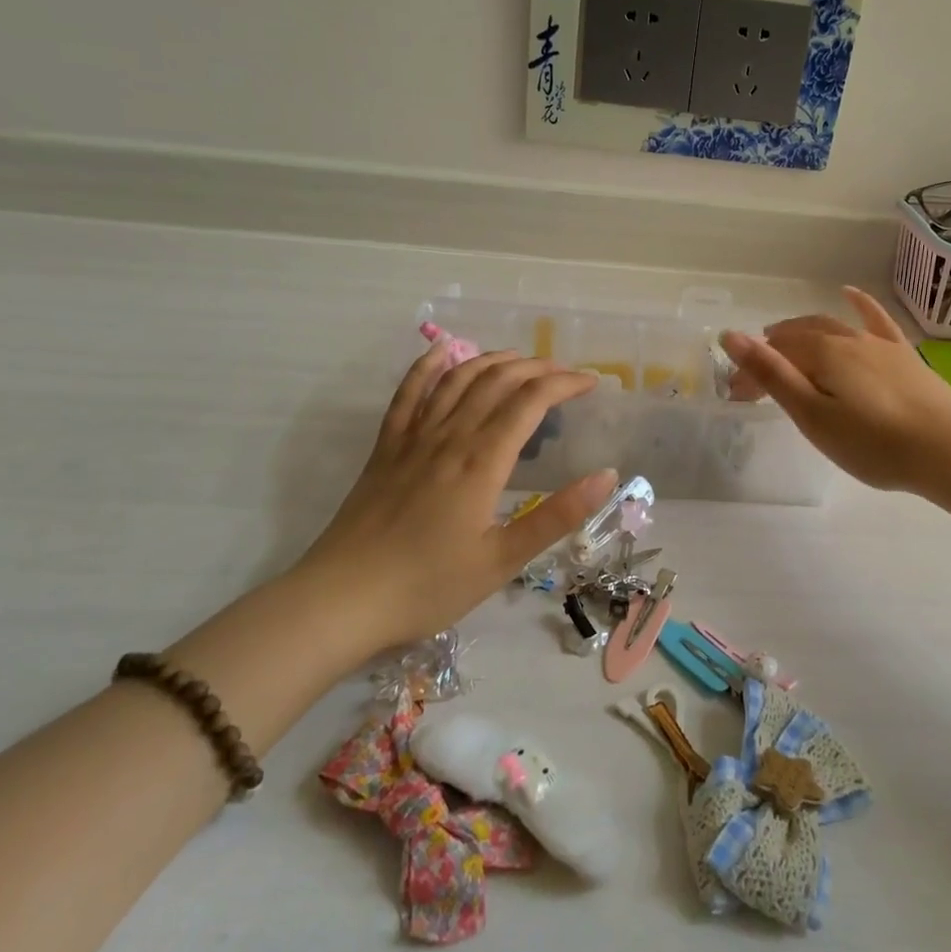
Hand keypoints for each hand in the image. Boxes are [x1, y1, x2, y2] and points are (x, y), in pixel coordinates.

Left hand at [295, 345, 616, 648]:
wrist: (342, 600)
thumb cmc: (428, 585)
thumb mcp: (503, 560)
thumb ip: (557, 515)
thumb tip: (607, 475)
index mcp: (482, 461)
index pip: (530, 401)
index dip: (564, 384)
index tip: (591, 383)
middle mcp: (449, 437)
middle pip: (497, 381)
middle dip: (536, 368)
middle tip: (564, 374)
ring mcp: (413, 438)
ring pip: (457, 379)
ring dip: (492, 360)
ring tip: (520, 359)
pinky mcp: (386, 448)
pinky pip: (408, 394)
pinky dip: (427, 366)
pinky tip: (442, 351)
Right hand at [721, 287, 950, 497]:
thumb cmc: (874, 443)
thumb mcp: (813, 416)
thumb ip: (772, 375)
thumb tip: (730, 335)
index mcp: (822, 353)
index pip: (774, 353)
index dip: (752, 371)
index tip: (739, 398)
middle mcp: (848, 338)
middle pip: (800, 337)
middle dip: (773, 352)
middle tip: (757, 380)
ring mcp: (879, 343)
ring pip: (831, 326)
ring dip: (802, 331)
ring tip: (783, 338)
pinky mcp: (904, 354)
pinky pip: (876, 320)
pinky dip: (859, 305)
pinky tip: (850, 293)